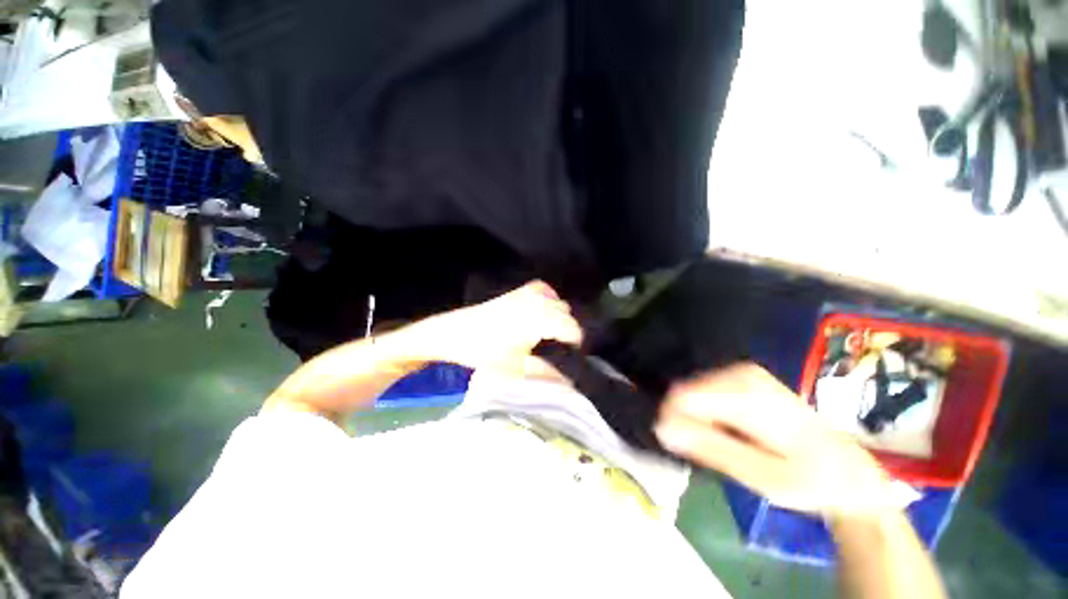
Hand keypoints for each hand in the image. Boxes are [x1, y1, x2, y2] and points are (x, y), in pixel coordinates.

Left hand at [398, 281, 582, 370]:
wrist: (453, 333)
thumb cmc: (483, 352)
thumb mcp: (515, 368)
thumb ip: (545, 375)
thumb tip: (569, 383)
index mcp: (539, 319)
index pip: (572, 328)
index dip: (577, 344)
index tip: (575, 358)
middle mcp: (537, 302)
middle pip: (566, 314)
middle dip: (568, 331)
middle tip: (563, 351)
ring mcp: (526, 293)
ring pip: (557, 302)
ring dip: (559, 316)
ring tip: (553, 335)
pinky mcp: (517, 292)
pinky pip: (543, 290)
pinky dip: (549, 299)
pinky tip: (543, 311)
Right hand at [655, 363, 895, 518]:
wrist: (849, 472)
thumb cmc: (810, 480)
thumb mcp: (761, 475)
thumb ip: (711, 448)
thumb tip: (662, 427)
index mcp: (748, 394)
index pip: (682, 396)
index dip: (673, 421)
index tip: (681, 448)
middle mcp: (741, 374)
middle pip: (686, 392)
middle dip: (687, 421)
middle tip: (709, 453)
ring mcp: (743, 372)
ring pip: (693, 391)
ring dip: (698, 419)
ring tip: (724, 445)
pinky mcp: (743, 377)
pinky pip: (706, 392)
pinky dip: (708, 413)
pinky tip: (729, 431)